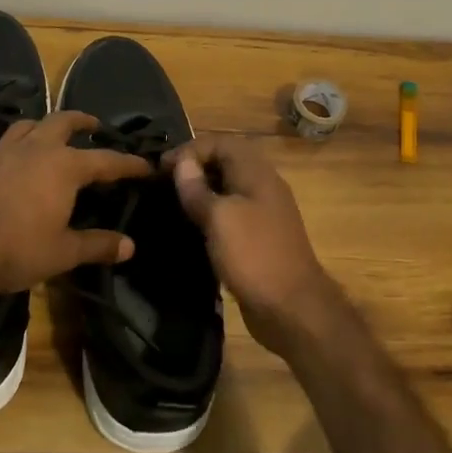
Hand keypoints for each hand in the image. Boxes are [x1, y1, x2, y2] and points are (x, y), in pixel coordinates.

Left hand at [0, 111, 153, 300]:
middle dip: (81, 121)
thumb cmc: (17, 251)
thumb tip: (130, 246)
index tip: (145, 165)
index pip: (106, 161)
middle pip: (62, 123)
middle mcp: (34, 150)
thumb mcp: (64, 253)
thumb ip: (98, 245)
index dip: (128, 164)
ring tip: (46, 130)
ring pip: (23, 126)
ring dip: (38, 125)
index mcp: (64, 168)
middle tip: (93, 125)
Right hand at [166, 134, 348, 357]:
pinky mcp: (258, 239)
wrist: (291, 309)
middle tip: (162, 184)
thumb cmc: (253, 256)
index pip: (221, 143)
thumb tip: (182, 163)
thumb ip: (198, 189)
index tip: (160, 169)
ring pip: (228, 189)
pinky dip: (210, 215)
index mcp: (257, 174)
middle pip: (226, 162)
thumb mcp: (219, 218)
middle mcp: (263, 187)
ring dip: (201, 192)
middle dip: (194, 167)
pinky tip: (191, 228)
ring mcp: (263, 214)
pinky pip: (231, 214)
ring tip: (171, 204)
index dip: (190, 150)